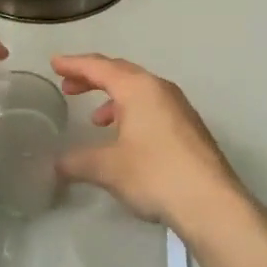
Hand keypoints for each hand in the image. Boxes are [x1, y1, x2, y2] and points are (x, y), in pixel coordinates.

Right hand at [52, 54, 250, 238]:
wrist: (212, 203)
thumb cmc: (155, 174)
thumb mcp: (108, 168)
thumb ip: (78, 161)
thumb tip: (57, 164)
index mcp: (138, 88)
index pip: (99, 67)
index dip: (74, 64)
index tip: (54, 63)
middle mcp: (160, 89)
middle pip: (120, 73)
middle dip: (92, 78)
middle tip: (68, 85)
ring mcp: (179, 107)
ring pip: (139, 91)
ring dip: (114, 98)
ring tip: (96, 118)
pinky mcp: (189, 128)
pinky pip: (152, 107)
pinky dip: (132, 112)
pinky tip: (125, 138)